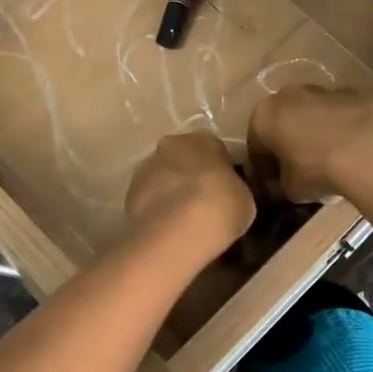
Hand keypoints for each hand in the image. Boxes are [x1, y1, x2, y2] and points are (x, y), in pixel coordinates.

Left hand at [124, 132, 254, 256]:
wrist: (177, 231)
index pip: (213, 149)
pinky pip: (147, 198)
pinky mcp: (129, 193)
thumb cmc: (221, 208)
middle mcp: (170, 145)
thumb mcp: (243, 199)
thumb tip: (225, 194)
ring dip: (169, 191)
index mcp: (203, 140)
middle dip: (189, 177)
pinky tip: (166, 228)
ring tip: (181, 220)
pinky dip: (155, 209)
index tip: (223, 191)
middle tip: (201, 203)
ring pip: (161, 177)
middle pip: (182, 159)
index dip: (219, 170)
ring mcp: (146, 168)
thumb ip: (232, 189)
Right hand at [247, 86, 372, 204]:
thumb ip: (281, 184)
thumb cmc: (316, 170)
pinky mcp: (357, 94)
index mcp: (264, 115)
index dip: (263, 170)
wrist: (370, 151)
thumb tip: (286, 185)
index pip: (256, 146)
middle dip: (288, 145)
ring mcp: (325, 90)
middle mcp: (289, 95)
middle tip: (299, 172)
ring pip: (313, 115)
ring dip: (315, 135)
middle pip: (284, 123)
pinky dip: (342, 130)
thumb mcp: (289, 189)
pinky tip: (352, 153)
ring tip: (329, 162)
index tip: (273, 187)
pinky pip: (341, 116)